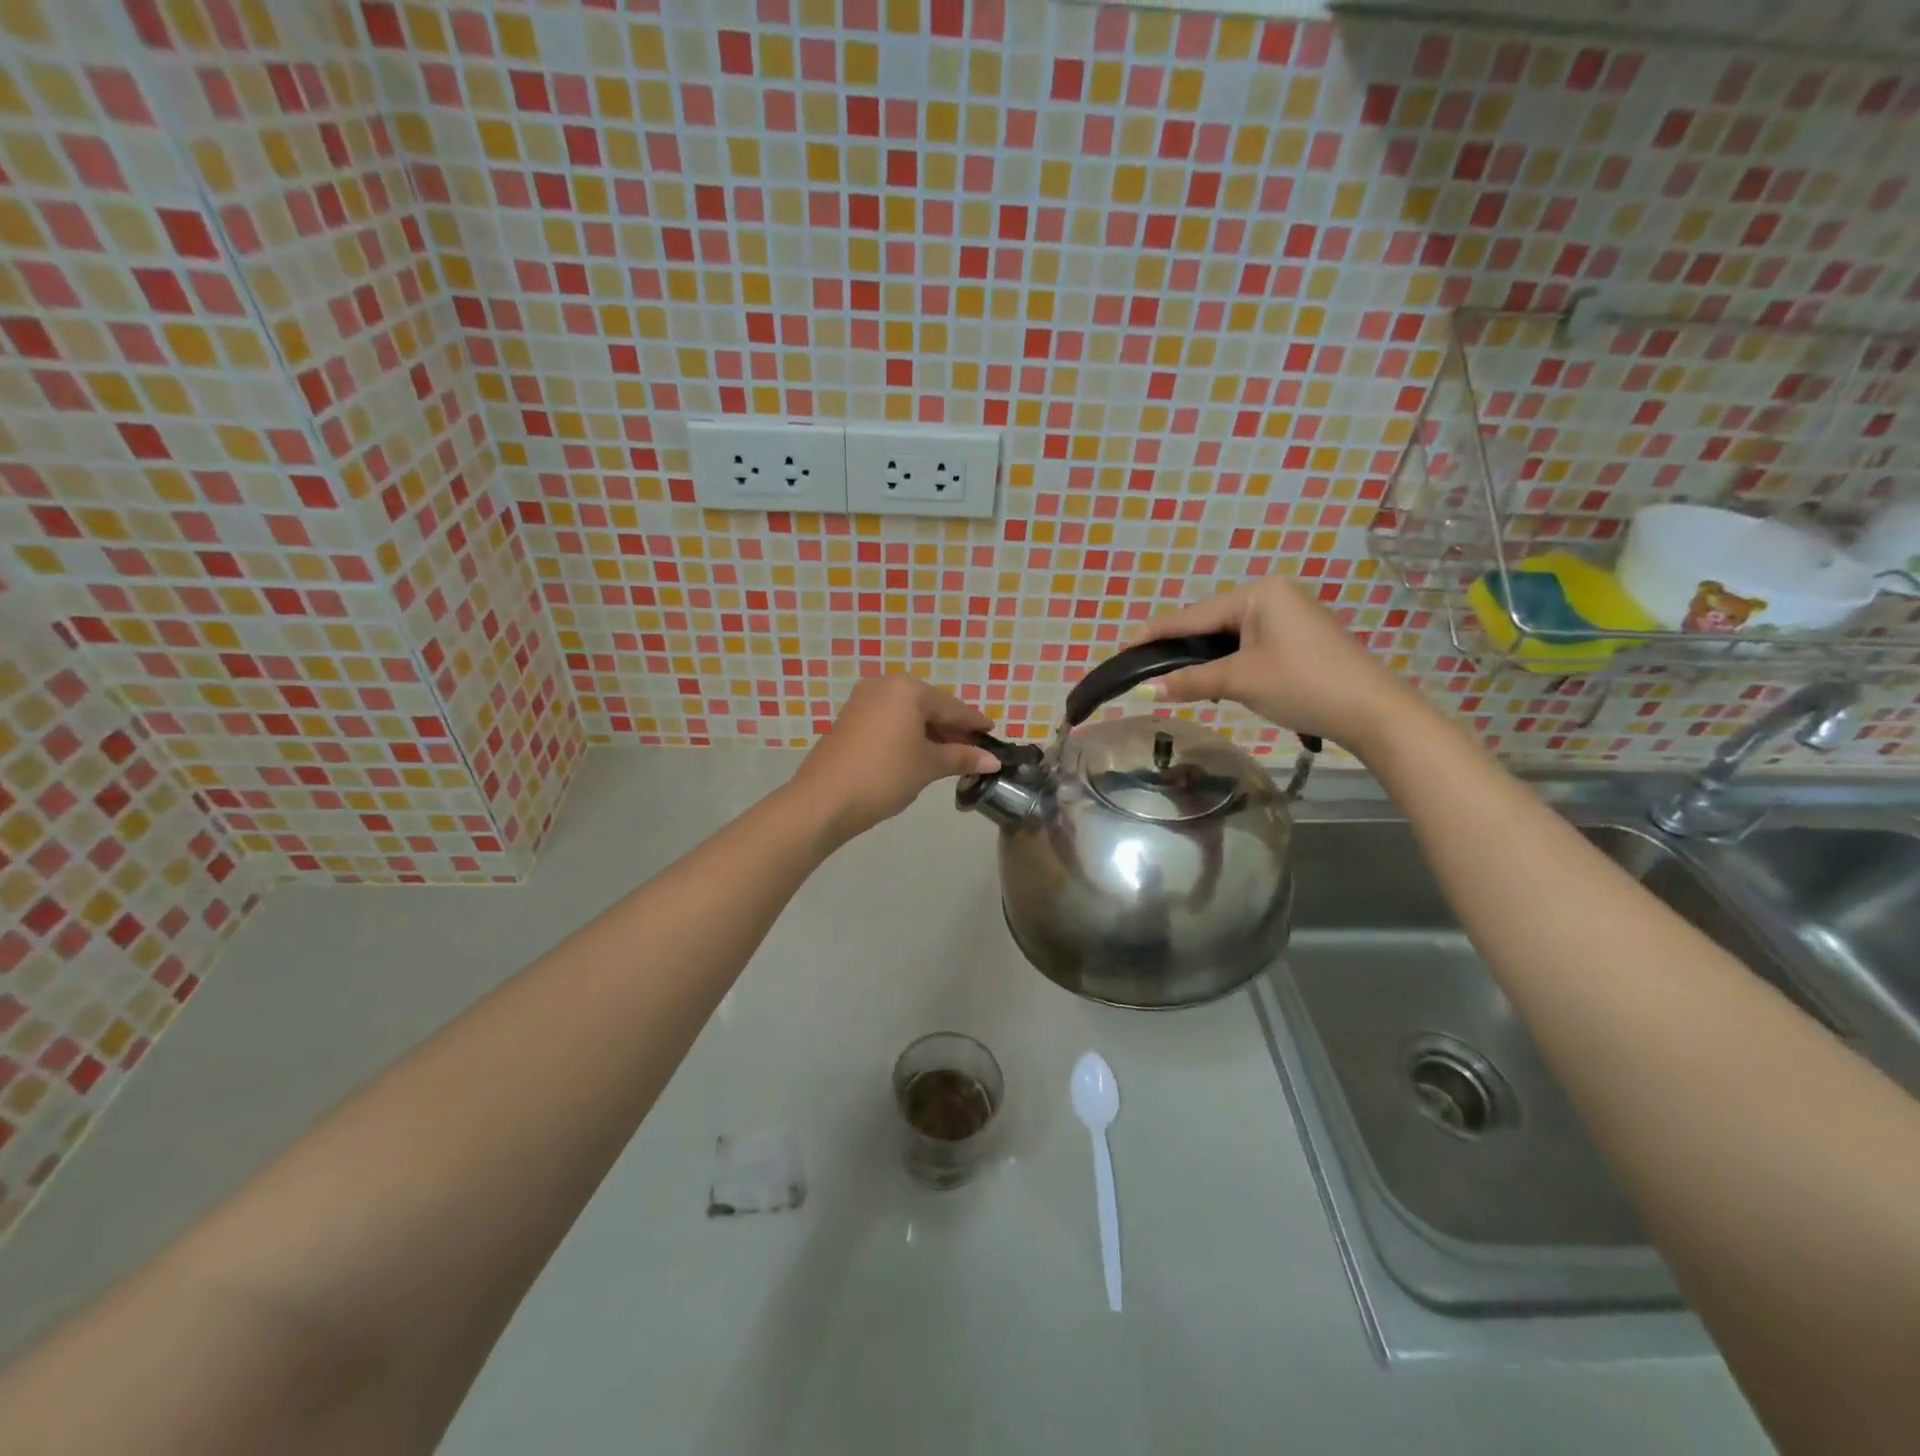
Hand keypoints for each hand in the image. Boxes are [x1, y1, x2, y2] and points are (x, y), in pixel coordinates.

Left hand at [790, 673, 1001, 841]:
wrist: (824, 799)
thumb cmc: (884, 776)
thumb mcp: (928, 766)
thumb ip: (962, 757)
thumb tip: (993, 760)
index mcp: (908, 690)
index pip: (952, 706)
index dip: (974, 723)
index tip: (993, 734)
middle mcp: (885, 685)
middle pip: (929, 706)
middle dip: (952, 729)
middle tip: (974, 750)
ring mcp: (863, 700)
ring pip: (908, 714)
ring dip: (930, 733)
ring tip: (950, 756)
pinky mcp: (850, 718)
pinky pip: (890, 720)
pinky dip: (908, 734)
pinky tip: (919, 753)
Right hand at [1135, 573, 1409, 748]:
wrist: (1371, 711)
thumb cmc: (1302, 685)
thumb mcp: (1240, 682)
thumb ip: (1191, 681)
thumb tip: (1147, 689)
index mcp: (1258, 593)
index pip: (1193, 615)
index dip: (1156, 633)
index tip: (1123, 646)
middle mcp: (1273, 594)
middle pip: (1210, 622)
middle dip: (1180, 647)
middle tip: (1144, 667)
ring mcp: (1288, 614)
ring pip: (1229, 635)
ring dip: (1204, 658)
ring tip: (1172, 676)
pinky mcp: (1298, 636)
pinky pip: (1249, 643)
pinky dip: (1228, 661)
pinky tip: (1213, 678)